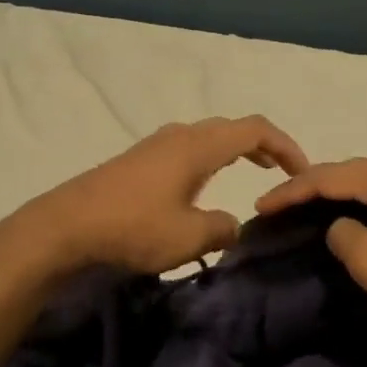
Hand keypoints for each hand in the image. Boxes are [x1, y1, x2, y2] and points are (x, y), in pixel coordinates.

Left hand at [34, 116, 308, 272]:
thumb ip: (223, 229)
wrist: (65, 226)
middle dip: (262, 146)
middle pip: (231, 128)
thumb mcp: (189, 238)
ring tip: (249, 174)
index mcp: (198, 146)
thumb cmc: (132, 228)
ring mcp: (154, 145)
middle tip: (280, 173)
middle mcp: (179, 136)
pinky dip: (209, 159)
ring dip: (234, 151)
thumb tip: (231, 225)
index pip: (254, 130)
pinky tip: (202, 186)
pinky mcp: (137, 160)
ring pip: (207, 137)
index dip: (285, 146)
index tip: (302, 172)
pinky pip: (186, 149)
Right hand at [255, 158, 366, 341]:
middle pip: (352, 173)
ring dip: (340, 194)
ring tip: (310, 208)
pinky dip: (365, 204)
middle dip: (313, 187)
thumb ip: (342, 235)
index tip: (261, 205)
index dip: (291, 190)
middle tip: (281, 204)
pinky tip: (356, 218)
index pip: (329, 177)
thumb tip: (341, 226)